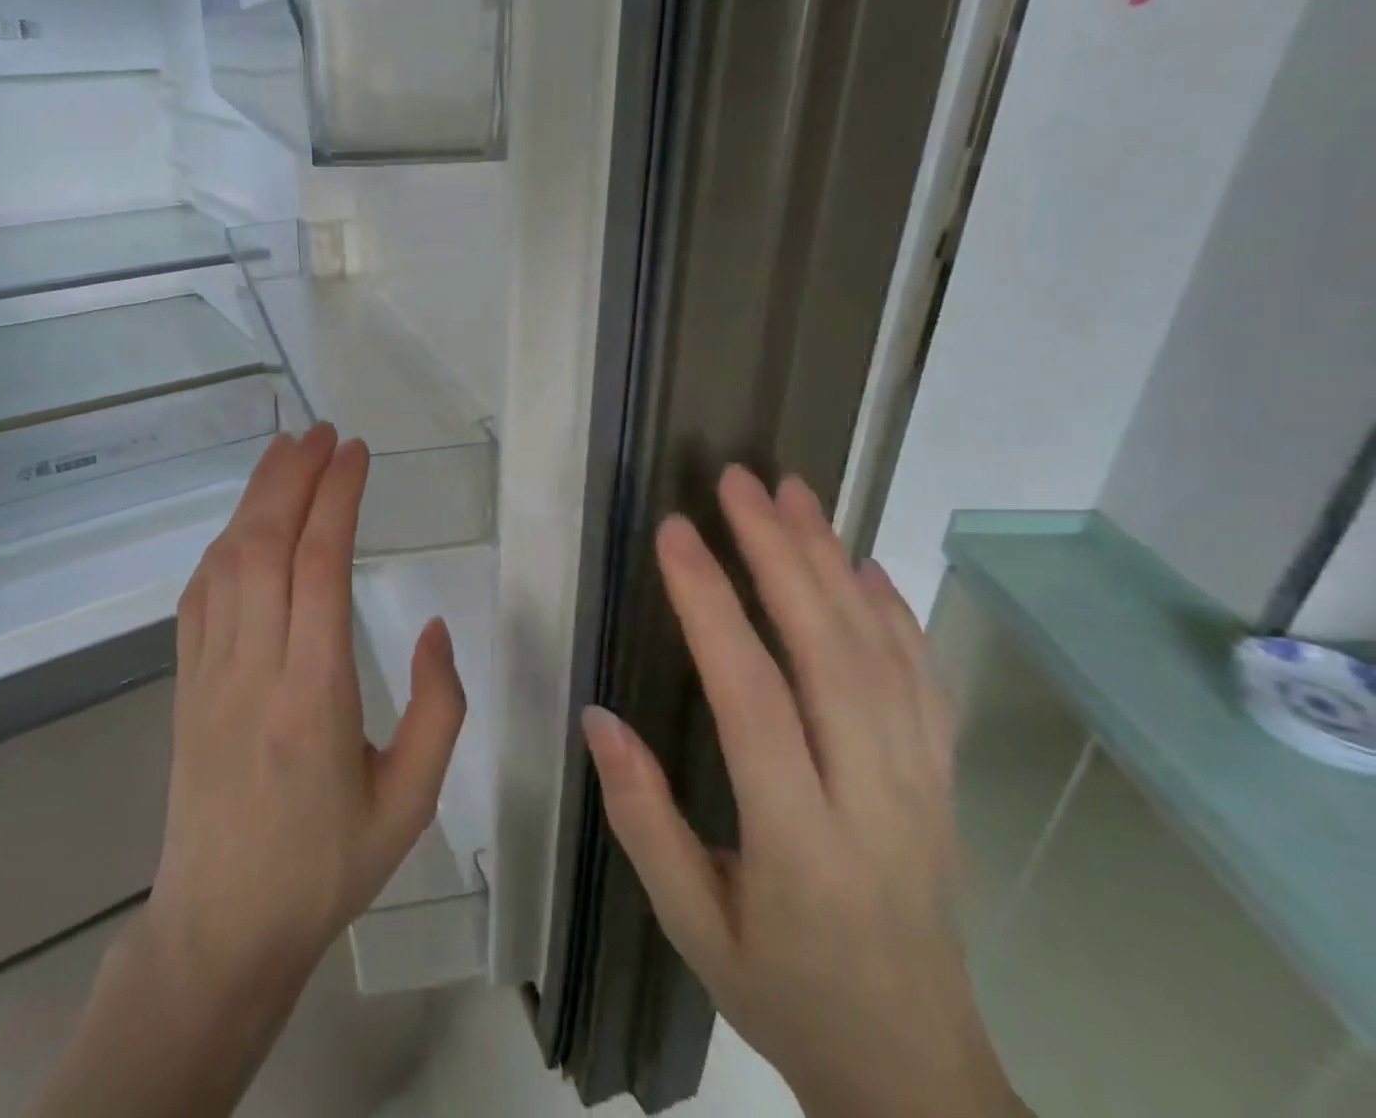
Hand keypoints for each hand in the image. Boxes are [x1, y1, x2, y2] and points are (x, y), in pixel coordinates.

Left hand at [145, 423, 467, 993]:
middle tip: (323, 432)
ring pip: (227, 560)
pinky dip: (223, 543)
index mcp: (314, 695)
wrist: (221, 928)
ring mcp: (209, 672)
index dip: (336, 498)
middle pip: (266, 545)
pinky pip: (199, 594)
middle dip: (294, 477)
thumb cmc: (327, 866)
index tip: (356, 452)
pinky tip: (243, 523)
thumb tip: (433, 625)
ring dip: (256, 497)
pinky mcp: (184, 683)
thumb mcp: (411, 800)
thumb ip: (438, 707)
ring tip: (286, 451)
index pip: (319, 566)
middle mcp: (254, 668)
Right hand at [583, 467, 1022, 1117]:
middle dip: (780, 552)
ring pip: (881, 652)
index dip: (711, 606)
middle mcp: (872, 798)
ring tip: (794, 493)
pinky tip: (864, 564)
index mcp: (799, 841)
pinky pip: (924, 680)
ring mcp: (921, 784)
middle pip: (830, 652)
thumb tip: (598, 716)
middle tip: (739, 482)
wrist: (916, 1074)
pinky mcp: (943, 781)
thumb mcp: (690, 927)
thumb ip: (642, 819)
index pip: (752, 698)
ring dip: (834, 560)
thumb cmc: (783, 993)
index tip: (676, 534)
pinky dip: (895, 611)